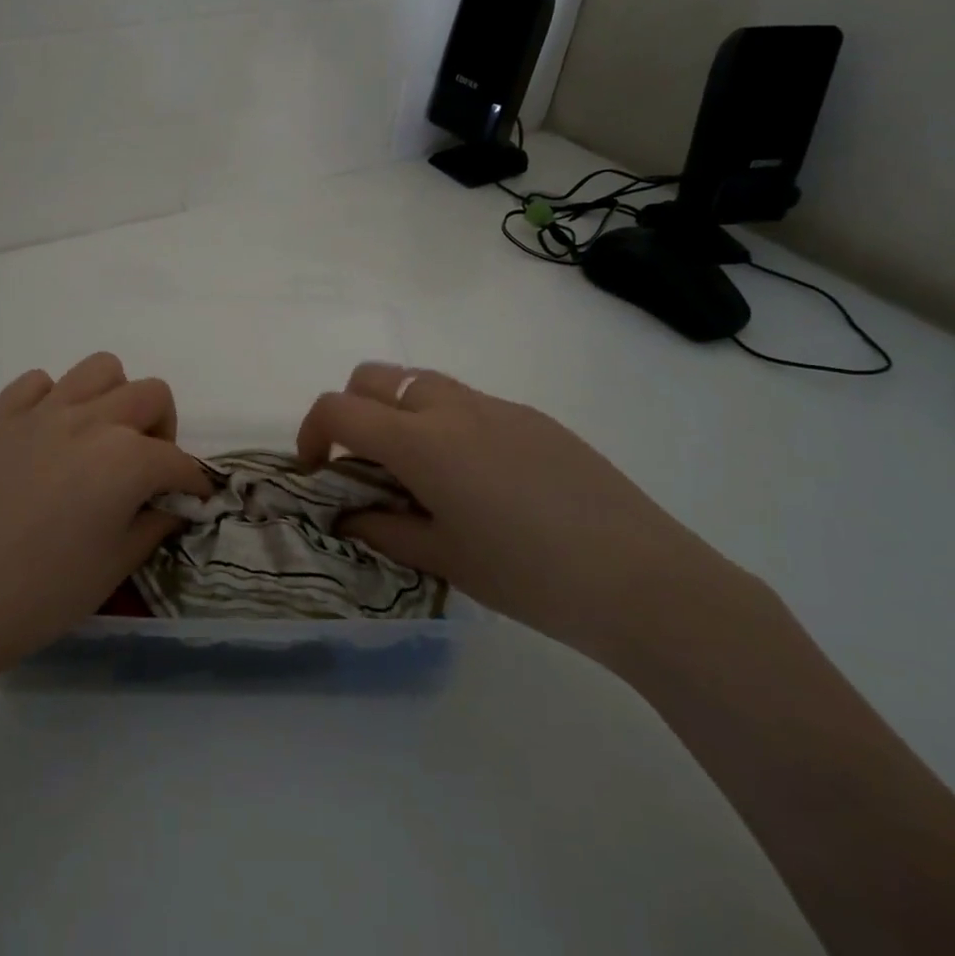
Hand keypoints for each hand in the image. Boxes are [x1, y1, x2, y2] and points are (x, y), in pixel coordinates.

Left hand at [0, 353, 208, 691]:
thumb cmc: (38, 595)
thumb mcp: (112, 569)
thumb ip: (152, 526)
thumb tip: (171, 506)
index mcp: (127, 459)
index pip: (178, 461)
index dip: (192, 483)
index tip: (192, 500)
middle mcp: (91, 420)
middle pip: (150, 395)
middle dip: (162, 428)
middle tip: (145, 469)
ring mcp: (41, 412)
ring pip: (99, 369)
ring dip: (113, 398)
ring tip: (100, 440)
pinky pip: (37, 383)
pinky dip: (53, 400)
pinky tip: (45, 438)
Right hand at [297, 363, 736, 664]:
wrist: (642, 579)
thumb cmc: (529, 577)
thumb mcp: (444, 559)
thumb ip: (384, 529)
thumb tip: (348, 512)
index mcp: (422, 442)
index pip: (339, 408)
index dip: (312, 432)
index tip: (317, 469)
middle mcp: (452, 408)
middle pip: (374, 376)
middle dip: (351, 409)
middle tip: (364, 463)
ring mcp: (497, 406)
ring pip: (422, 382)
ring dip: (399, 412)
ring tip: (420, 472)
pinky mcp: (533, 417)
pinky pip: (470, 403)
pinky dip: (446, 424)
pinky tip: (480, 481)